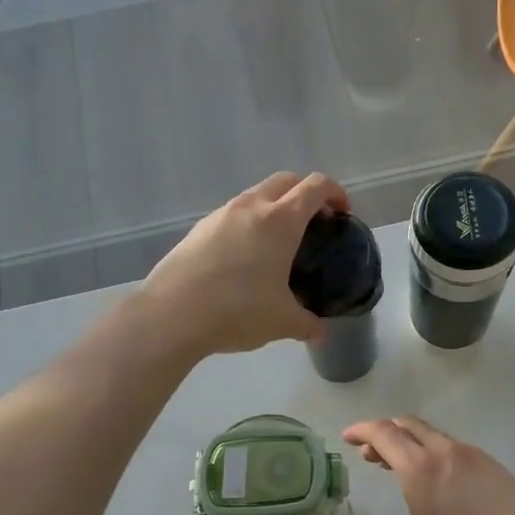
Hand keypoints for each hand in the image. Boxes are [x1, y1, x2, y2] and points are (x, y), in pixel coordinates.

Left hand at [140, 171, 349, 356]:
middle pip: (285, 181)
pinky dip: (248, 224)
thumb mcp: (282, 322)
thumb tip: (320, 333)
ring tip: (278, 243)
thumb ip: (307, 324)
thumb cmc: (238, 310)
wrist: (172, 314)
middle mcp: (252, 207)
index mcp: (281, 220)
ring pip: (256, 195)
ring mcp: (221, 214)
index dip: (335, 193)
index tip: (342, 213)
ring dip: (273, 207)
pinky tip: (244, 258)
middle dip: (304, 194)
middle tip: (313, 223)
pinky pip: (232, 215)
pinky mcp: (199, 229)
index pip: (315, 187)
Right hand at [328, 416, 514, 514]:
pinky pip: (456, 448)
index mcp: (421, 469)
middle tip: (370, 454)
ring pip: (434, 435)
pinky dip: (436, 452)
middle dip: (385, 433)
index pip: (384, 434)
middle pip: (409, 425)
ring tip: (402, 467)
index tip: (348, 437)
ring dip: (411, 442)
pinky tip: (441, 482)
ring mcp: (475, 457)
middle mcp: (446, 452)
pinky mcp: (496, 467)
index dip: (362, 430)